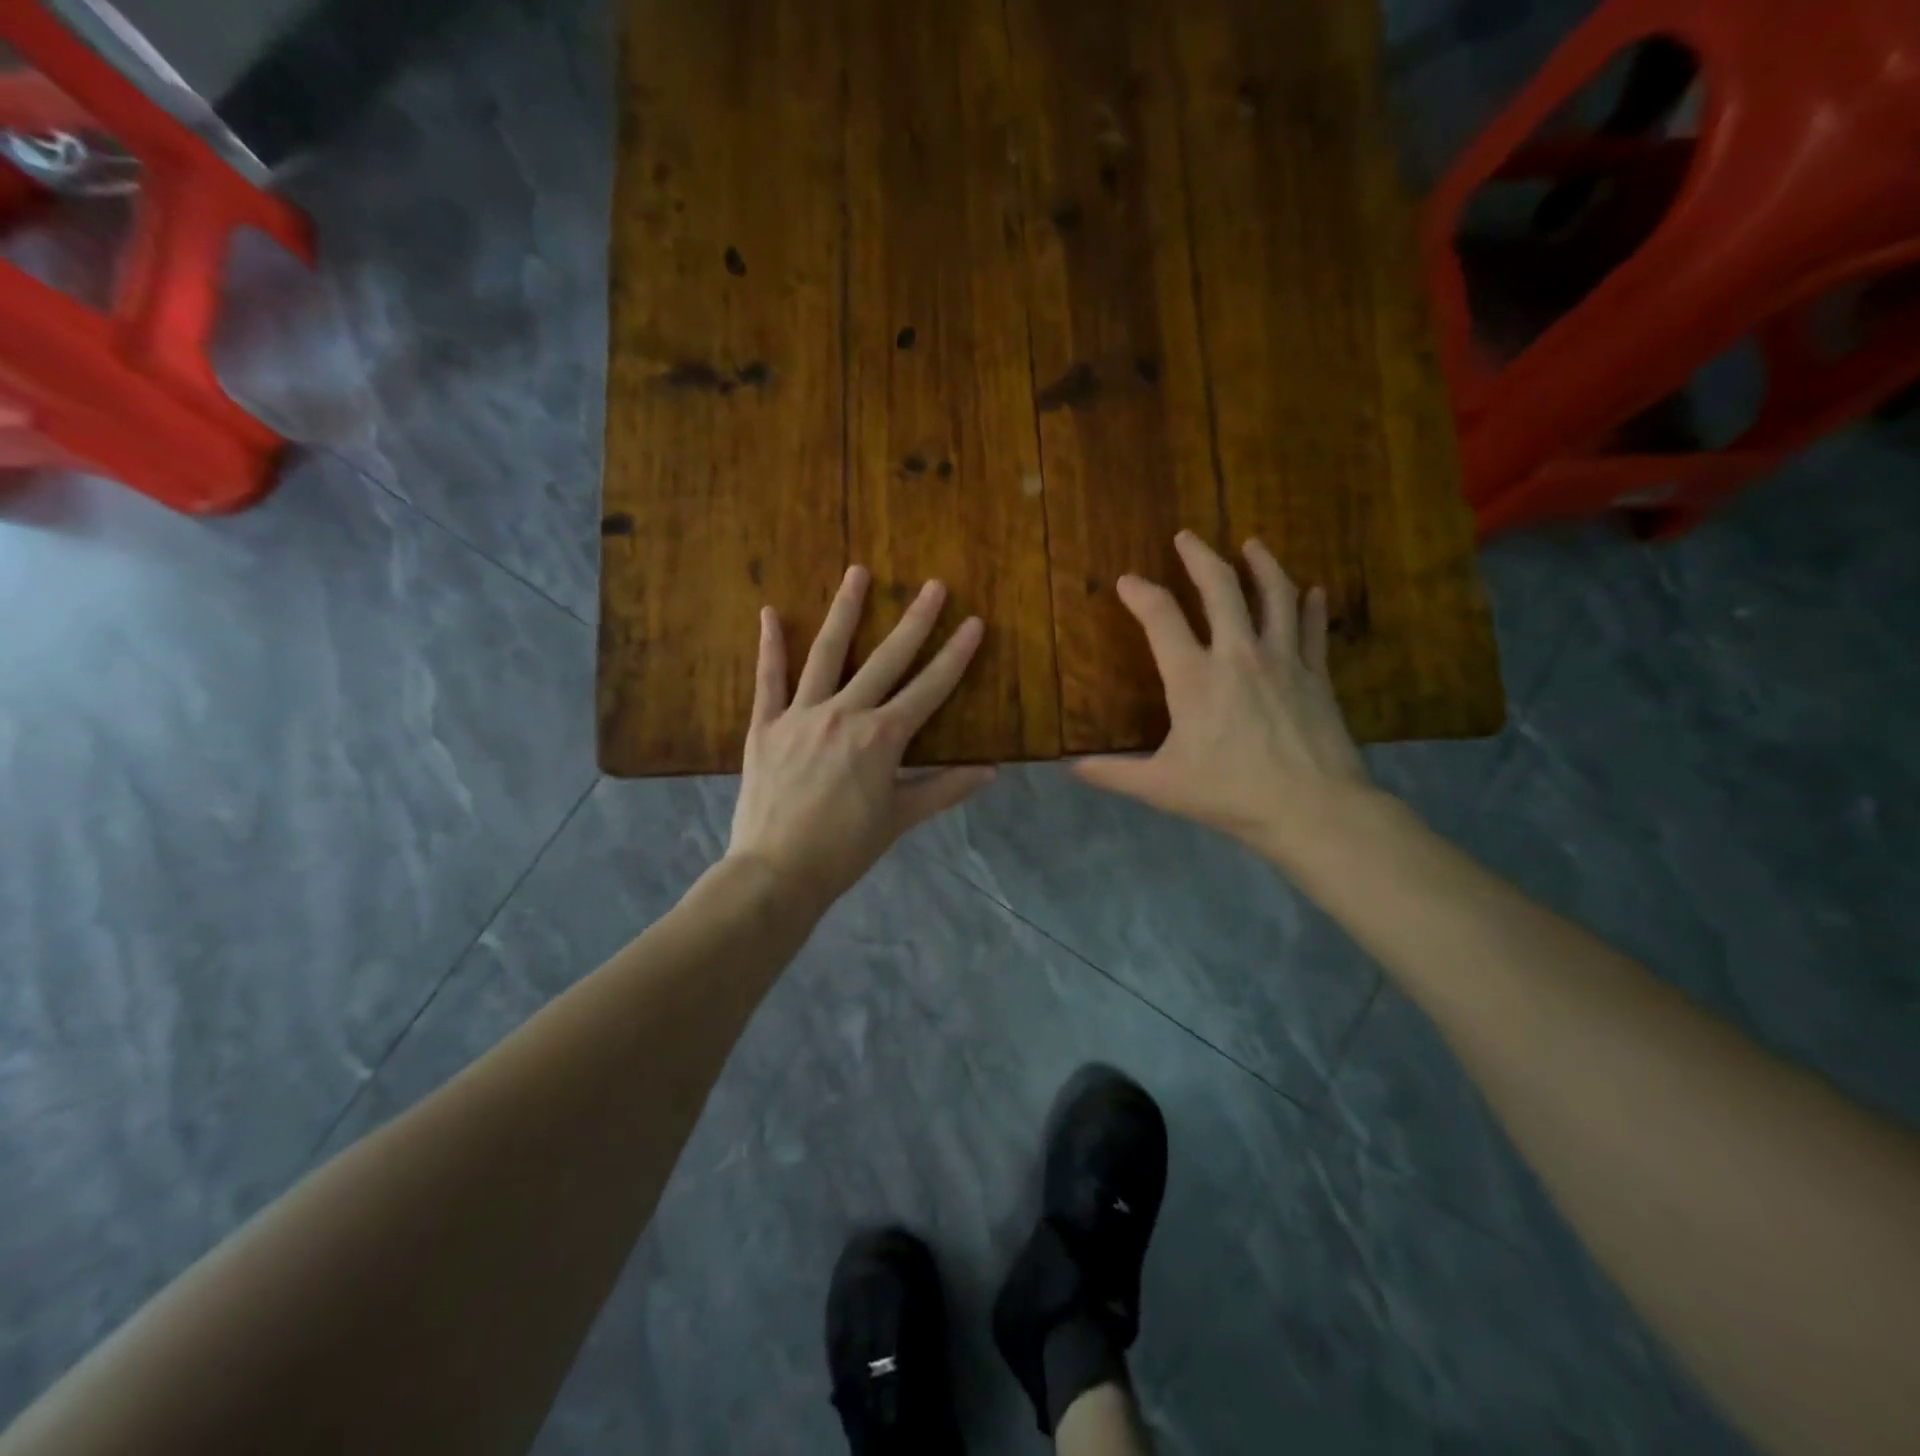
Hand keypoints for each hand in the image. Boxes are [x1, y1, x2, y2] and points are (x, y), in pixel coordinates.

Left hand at [727, 566, 994, 910]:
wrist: (777, 872)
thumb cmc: (845, 849)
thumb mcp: (900, 818)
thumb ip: (945, 788)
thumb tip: (991, 771)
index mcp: (883, 738)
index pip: (929, 688)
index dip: (955, 655)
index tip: (974, 623)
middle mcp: (845, 714)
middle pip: (887, 659)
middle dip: (915, 621)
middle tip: (933, 586)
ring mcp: (802, 715)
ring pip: (828, 654)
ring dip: (845, 611)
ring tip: (858, 573)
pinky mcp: (766, 725)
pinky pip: (768, 680)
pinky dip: (770, 646)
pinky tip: (771, 613)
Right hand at [1073, 531, 1369, 861]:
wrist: (1310, 808)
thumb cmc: (1229, 794)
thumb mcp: (1160, 786)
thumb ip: (1113, 773)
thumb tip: (1070, 768)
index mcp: (1194, 677)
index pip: (1160, 617)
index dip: (1140, 593)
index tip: (1127, 581)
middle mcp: (1238, 654)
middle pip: (1220, 587)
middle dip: (1200, 556)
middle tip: (1187, 537)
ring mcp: (1282, 660)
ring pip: (1275, 595)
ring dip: (1262, 565)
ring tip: (1253, 545)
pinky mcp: (1315, 675)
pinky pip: (1314, 629)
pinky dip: (1311, 607)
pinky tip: (1313, 591)